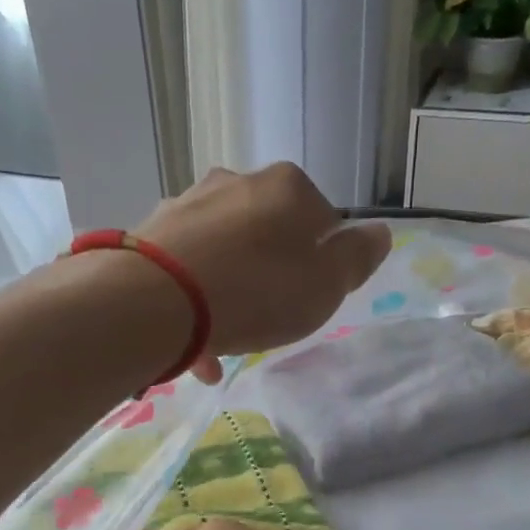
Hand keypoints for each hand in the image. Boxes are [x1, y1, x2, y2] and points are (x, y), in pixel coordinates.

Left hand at [134, 164, 390, 382]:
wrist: (155, 302)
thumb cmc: (256, 293)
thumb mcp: (325, 285)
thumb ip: (356, 258)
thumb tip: (379, 233)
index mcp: (288, 188)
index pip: (324, 219)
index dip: (322, 261)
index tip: (310, 297)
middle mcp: (236, 182)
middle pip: (269, 232)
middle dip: (273, 272)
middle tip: (270, 317)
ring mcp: (188, 204)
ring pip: (224, 251)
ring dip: (232, 290)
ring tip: (229, 339)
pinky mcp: (151, 234)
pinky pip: (187, 270)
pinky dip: (196, 304)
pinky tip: (198, 348)